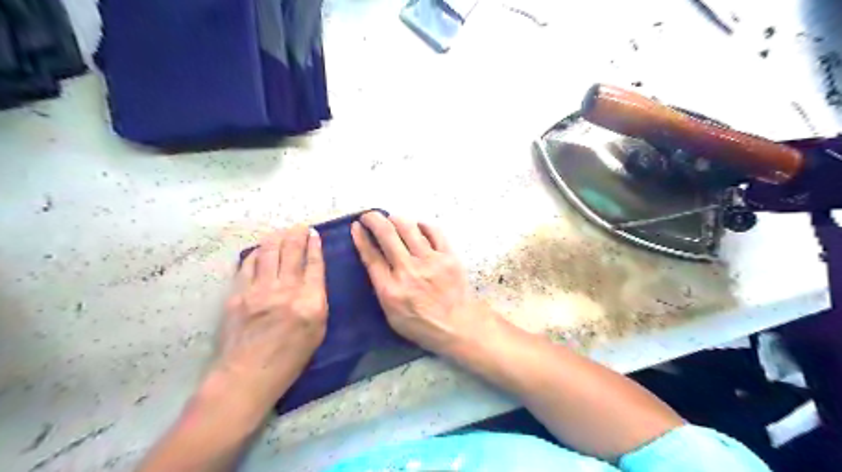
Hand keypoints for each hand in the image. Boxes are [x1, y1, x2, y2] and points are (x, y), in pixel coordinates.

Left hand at [212, 224, 325, 408]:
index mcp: (310, 301)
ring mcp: (259, 290)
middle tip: (299, 227)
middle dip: (297, 235)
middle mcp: (286, 290)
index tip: (314, 233)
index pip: (314, 264)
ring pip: (269, 253)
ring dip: (277, 238)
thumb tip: (312, 279)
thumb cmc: (290, 359)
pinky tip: (260, 250)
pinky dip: (256, 253)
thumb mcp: (317, 332)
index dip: (315, 245)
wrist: (247, 375)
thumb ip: (317, 301)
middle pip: (292, 252)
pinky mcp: (238, 294)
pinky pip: (248, 265)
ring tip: (281, 232)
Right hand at [351, 212, 493, 353]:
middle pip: (387, 234)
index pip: (371, 256)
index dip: (361, 237)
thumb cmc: (422, 325)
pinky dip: (422, 225)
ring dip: (396, 219)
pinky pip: (434, 231)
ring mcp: (430, 261)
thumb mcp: (391, 315)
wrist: (458, 326)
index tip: (356, 226)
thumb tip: (375, 262)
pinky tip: (417, 226)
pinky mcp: (449, 256)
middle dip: (374, 219)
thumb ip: (381, 289)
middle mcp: (408, 271)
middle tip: (370, 216)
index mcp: (390, 289)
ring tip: (392, 219)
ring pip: (408, 227)